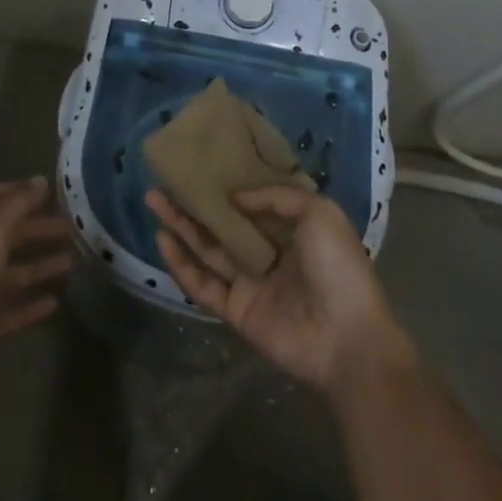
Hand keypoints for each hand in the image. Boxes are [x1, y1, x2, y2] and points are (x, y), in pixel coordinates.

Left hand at [0, 178, 71, 371]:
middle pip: (0, 235)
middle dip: (34, 229)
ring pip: (4, 275)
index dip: (16, 192)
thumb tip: (39, 179)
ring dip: (36, 267)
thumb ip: (16, 205)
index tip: (49, 193)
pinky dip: (27, 306)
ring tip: (71, 261)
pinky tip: (54, 303)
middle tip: (70, 227)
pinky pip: (3, 312)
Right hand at [148, 187, 412, 396]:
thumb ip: (276, 196)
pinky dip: (182, 265)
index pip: (253, 200)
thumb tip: (236, 197)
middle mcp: (268, 251)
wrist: (347, 338)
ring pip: (208, 249)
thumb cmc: (338, 267)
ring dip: (181, 226)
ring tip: (154, 201)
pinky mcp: (237, 310)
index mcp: (292, 228)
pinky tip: (162, 241)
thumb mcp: (318, 212)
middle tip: (164, 181)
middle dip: (194, 202)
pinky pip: (204, 285)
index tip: (202, 162)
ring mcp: (250, 282)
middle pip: (222, 223)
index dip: (228, 183)